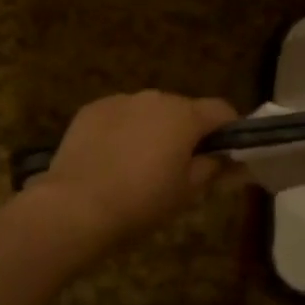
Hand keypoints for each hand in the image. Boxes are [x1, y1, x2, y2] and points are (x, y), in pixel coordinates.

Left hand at [29, 91, 240, 242]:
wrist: (75, 207)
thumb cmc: (141, 202)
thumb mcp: (187, 192)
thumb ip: (213, 168)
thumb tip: (229, 159)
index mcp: (185, 116)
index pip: (221, 110)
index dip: (229, 131)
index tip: (226, 156)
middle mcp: (155, 98)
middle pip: (184, 109)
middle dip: (188, 132)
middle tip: (180, 167)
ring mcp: (120, 100)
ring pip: (150, 111)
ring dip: (154, 130)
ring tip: (141, 165)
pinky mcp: (92, 109)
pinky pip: (120, 115)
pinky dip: (124, 130)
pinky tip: (112, 159)